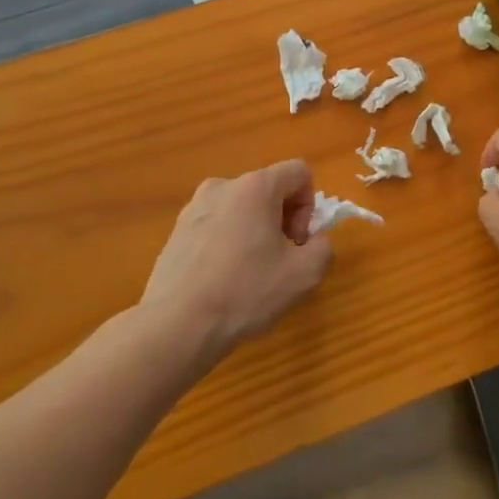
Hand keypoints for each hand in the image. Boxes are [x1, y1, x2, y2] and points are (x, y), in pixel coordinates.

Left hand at [142, 161, 331, 353]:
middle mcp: (222, 186)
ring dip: (255, 231)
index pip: (299, 172)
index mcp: (255, 187)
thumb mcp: (304, 274)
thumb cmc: (245, 293)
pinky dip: (228, 243)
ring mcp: (194, 208)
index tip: (296, 242)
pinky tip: (222, 280)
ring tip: (248, 273)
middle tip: (278, 260)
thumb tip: (313, 241)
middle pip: (269, 189)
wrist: (176, 326)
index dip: (308, 206)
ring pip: (241, 208)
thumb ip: (323, 247)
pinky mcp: (175, 231)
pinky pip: (216, 226)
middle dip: (282, 219)